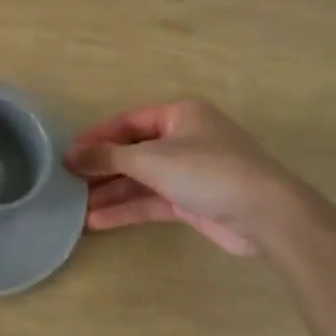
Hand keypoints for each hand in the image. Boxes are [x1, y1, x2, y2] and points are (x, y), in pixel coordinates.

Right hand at [65, 98, 329, 256]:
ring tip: (75, 205)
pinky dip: (128, 209)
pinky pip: (152, 201)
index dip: (97, 137)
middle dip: (102, 168)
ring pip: (141, 179)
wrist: (267, 215)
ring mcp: (190, 172)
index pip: (128, 122)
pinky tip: (98, 220)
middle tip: (68, 181)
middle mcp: (184, 139)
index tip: (68, 153)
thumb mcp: (151, 159)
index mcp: (180, 115)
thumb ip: (108, 157)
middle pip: (133, 151)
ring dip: (111, 192)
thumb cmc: (207, 171)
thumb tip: (70, 155)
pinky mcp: (193, 202)